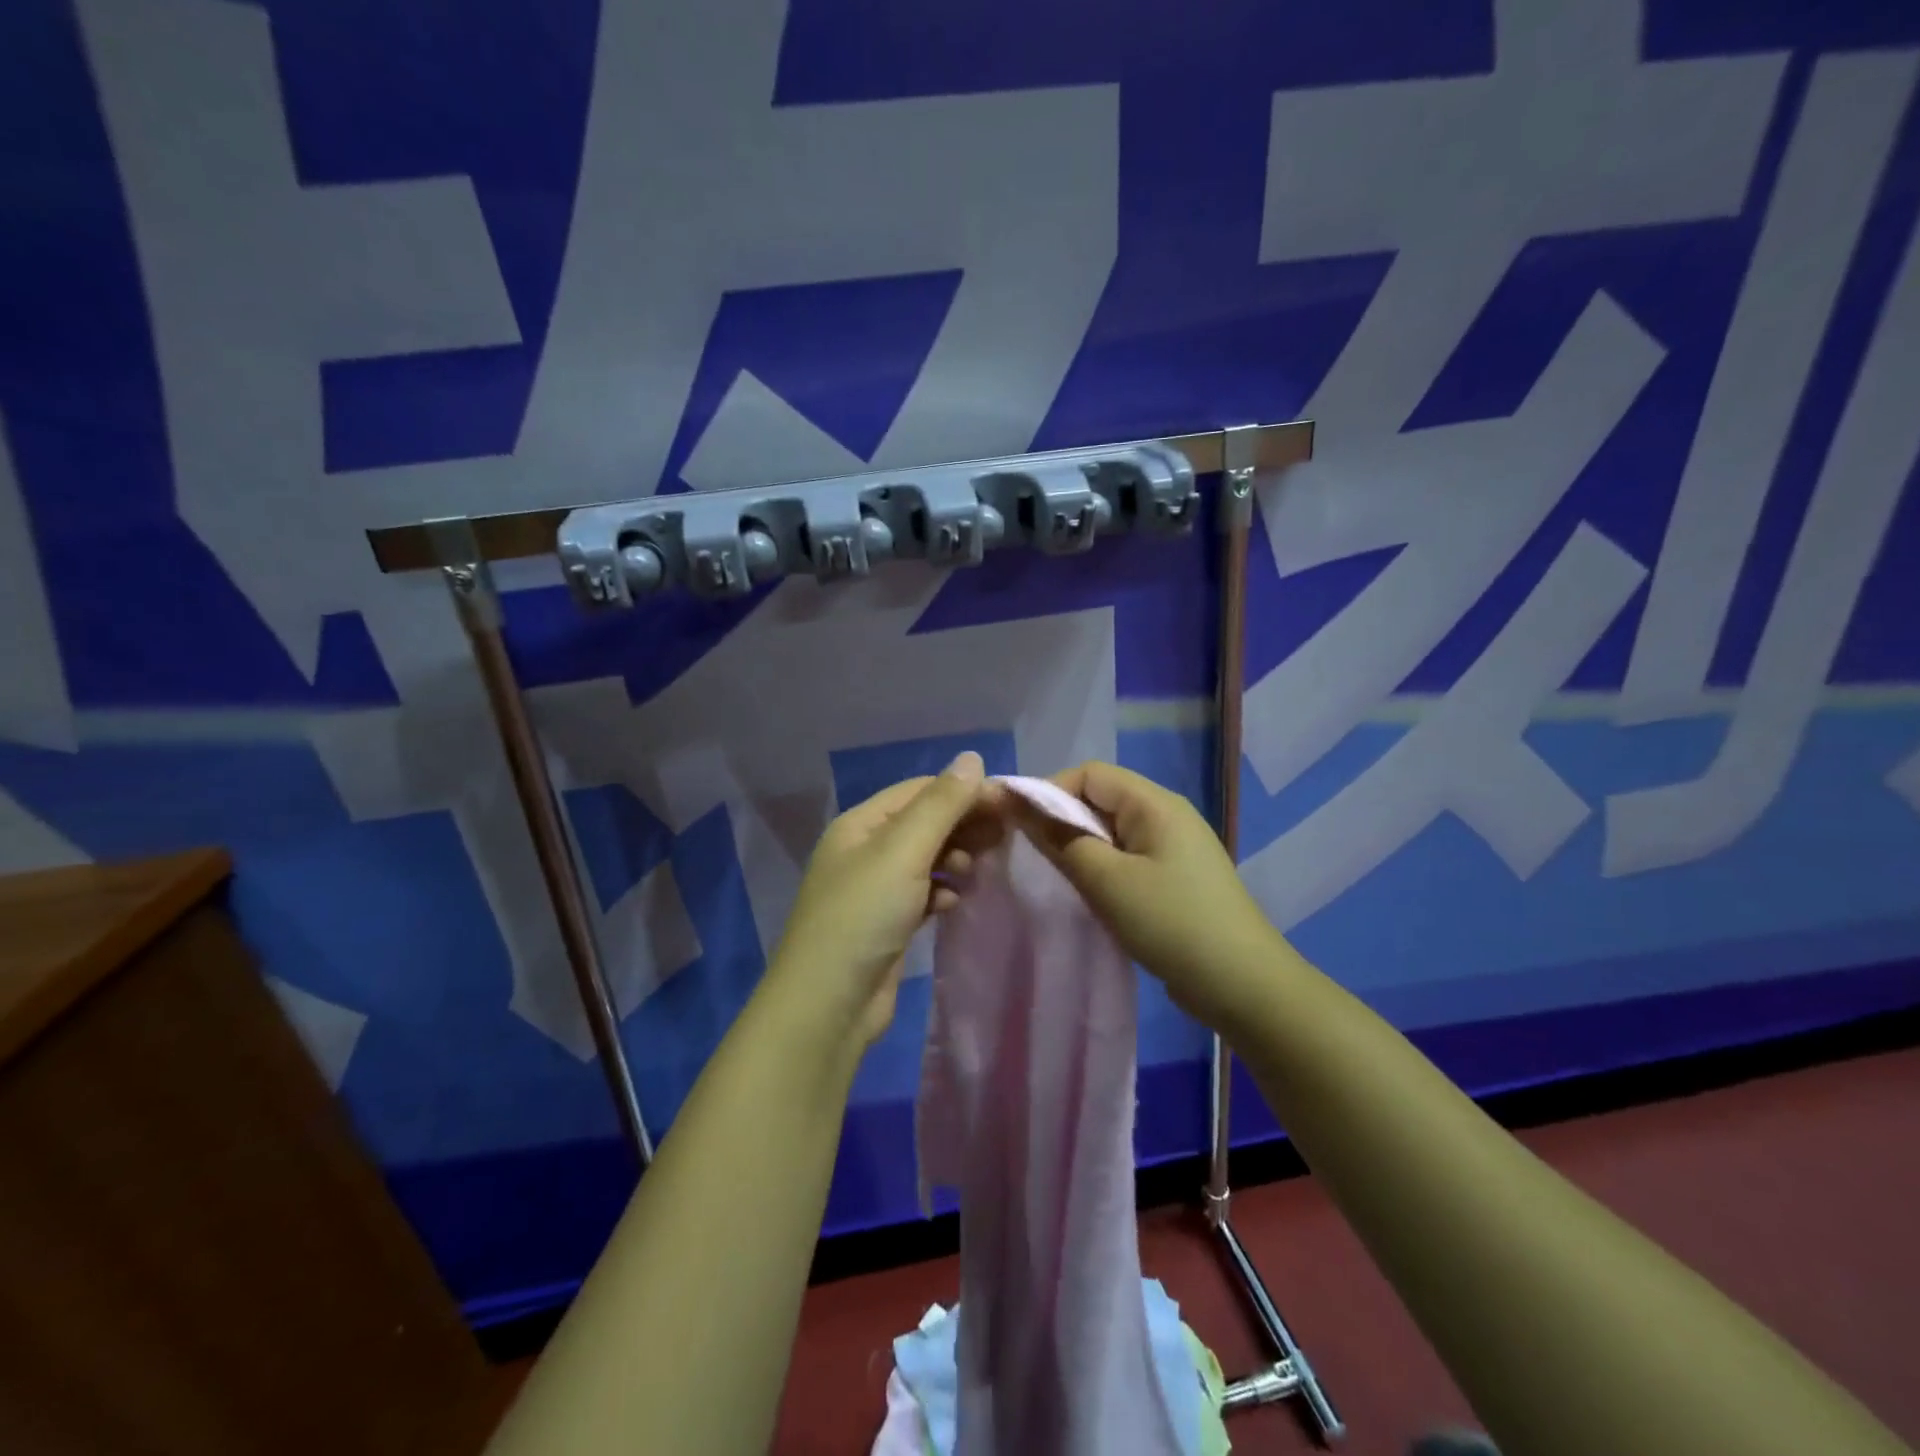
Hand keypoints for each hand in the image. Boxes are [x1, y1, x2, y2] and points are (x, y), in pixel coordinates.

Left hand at [765, 751, 989, 1047]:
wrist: (828, 1005)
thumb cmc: (863, 915)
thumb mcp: (902, 851)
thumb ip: (941, 804)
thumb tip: (972, 758)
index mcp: (860, 824)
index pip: (920, 791)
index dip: (964, 792)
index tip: (1008, 805)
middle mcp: (864, 850)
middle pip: (924, 823)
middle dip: (963, 825)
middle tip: (1004, 837)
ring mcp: (874, 889)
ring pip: (926, 859)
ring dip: (954, 858)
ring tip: (975, 870)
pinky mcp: (886, 924)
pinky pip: (922, 893)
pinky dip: (941, 891)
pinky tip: (954, 901)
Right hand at [1001, 761, 1287, 1029]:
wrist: (1244, 986)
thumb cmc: (1171, 924)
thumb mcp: (1107, 881)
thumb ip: (1060, 840)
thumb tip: (1019, 804)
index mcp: (1155, 803)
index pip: (1089, 774)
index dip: (1049, 791)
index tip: (1019, 826)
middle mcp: (1167, 814)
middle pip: (1101, 798)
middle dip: (1062, 820)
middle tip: (1033, 856)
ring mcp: (1175, 846)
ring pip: (1113, 830)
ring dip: (1082, 847)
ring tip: (1059, 877)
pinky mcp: (1176, 876)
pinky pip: (1128, 855)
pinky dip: (1103, 866)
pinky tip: (1091, 894)